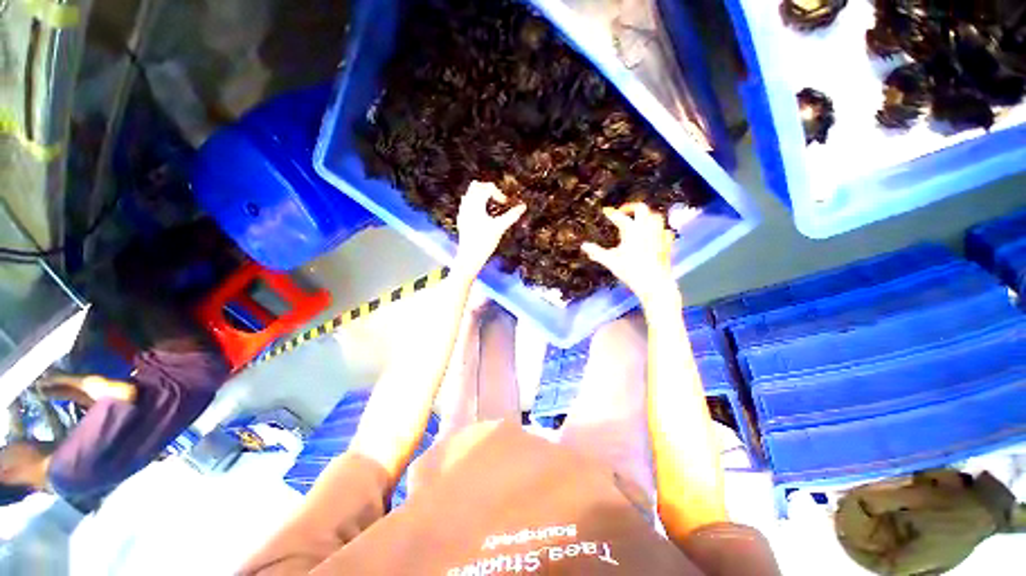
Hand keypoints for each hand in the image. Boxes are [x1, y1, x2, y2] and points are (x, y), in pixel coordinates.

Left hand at [454, 181, 526, 272]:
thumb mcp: (500, 228)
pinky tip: (483, 216)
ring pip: (470, 194)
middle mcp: (467, 205)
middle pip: (476, 186)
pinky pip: (467, 204)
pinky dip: (476, 204)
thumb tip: (523, 206)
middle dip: (488, 190)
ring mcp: (462, 212)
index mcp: (475, 205)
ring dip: (481, 196)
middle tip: (498, 201)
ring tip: (491, 208)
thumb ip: (512, 215)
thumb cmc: (484, 242)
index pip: (487, 188)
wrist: (469, 257)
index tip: (505, 204)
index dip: (498, 193)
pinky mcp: (461, 219)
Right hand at [582, 203, 679, 307]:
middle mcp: (646, 228)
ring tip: (639, 221)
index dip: (611, 213)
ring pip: (656, 216)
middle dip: (631, 207)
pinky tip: (655, 235)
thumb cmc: (630, 271)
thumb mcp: (610, 261)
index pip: (619, 217)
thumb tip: (584, 246)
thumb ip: (596, 252)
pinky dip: (658, 229)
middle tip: (623, 212)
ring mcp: (659, 234)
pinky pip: (665, 230)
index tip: (605, 211)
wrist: (654, 282)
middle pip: (641, 209)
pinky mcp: (667, 243)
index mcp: (631, 230)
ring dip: (646, 216)